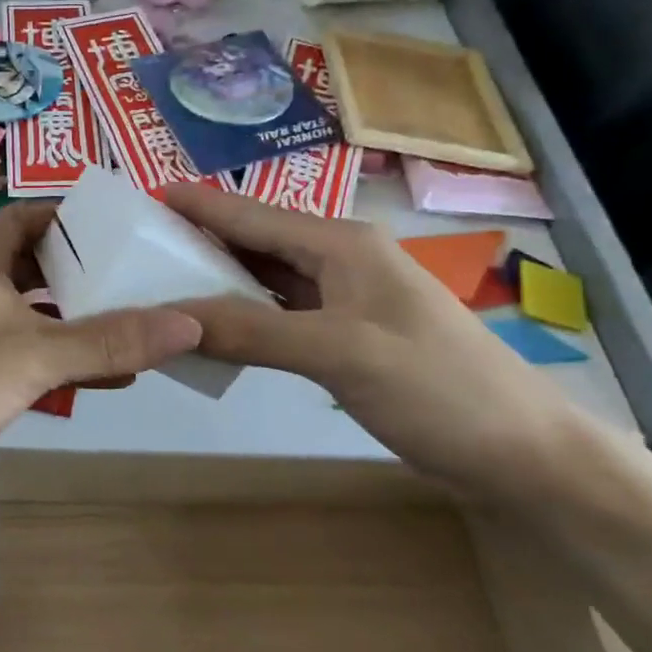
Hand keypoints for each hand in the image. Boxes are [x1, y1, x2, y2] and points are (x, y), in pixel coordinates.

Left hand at [0, 203, 201, 554]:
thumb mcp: (33, 359)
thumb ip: (110, 340)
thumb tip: (192, 322)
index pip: (27, 217)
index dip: (74, 218)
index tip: (127, 229)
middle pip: (34, 265)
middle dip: (85, 273)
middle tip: (144, 279)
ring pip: (31, 314)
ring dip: (78, 322)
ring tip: (139, 327)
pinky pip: (22, 355)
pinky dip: (60, 360)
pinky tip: (108, 377)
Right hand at [161, 183, 578, 490]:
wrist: (519, 453)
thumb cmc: (437, 387)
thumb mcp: (340, 354)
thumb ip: (253, 331)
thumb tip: (173, 318)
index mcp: (340, 243)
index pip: (250, 216)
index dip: (195, 206)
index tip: (140, 198)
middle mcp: (339, 260)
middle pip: (253, 242)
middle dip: (196, 243)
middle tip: (132, 251)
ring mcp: (343, 299)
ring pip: (263, 279)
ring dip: (215, 282)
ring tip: (156, 285)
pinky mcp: (345, 336)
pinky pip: (278, 314)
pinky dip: (242, 318)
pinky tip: (210, 328)